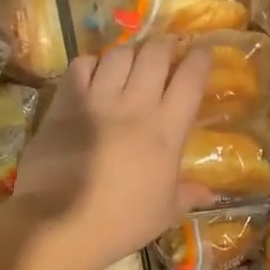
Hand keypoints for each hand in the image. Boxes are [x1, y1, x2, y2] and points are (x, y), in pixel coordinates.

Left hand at [13, 36, 212, 269]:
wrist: (60, 223)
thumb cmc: (121, 222)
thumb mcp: (164, 213)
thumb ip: (187, 195)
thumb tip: (210, 193)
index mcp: (167, 130)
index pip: (190, 79)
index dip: (200, 60)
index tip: (203, 54)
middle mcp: (136, 105)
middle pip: (155, 54)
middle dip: (164, 46)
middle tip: (166, 53)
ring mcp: (98, 100)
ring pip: (119, 54)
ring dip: (130, 53)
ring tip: (131, 61)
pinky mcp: (65, 103)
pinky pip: (81, 65)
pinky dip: (92, 64)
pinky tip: (95, 74)